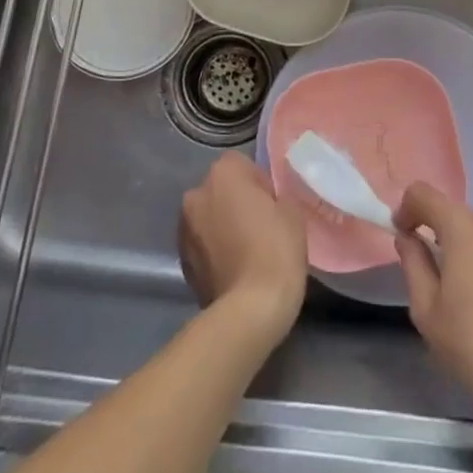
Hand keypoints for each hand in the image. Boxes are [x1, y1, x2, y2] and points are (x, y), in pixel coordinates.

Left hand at [179, 154, 307, 343]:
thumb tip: (265, 200)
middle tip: (261, 225)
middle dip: (236, 202)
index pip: (241, 164)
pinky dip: (214, 250)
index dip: (259, 182)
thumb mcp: (292, 211)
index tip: (273, 205)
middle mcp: (195, 194)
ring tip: (247, 250)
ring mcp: (183, 229)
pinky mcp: (181, 261)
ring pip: (208, 217)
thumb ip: (275, 195)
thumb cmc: (276, 249)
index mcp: (223, 174)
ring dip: (222, 225)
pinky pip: (202, 244)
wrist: (249, 309)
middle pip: (220, 189)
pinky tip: (235, 268)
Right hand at [393, 184, 472, 430]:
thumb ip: (413, 263)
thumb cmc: (472, 347)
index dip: (408, 208)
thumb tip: (408, 237)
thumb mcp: (427, 310)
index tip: (403, 233)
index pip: (425, 195)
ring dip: (472, 250)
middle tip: (437, 274)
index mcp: (466, 230)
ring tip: (472, 293)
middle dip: (443, 236)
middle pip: (459, 217)